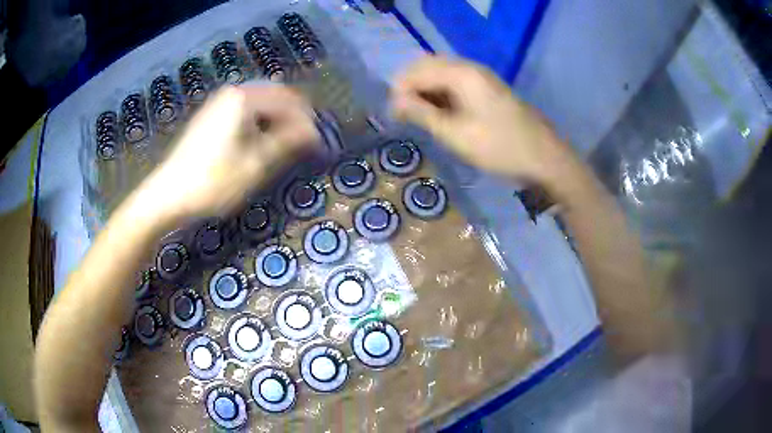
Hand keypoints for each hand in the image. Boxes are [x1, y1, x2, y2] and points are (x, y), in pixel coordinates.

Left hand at [138, 85, 318, 221]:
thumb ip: (288, 143)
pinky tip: (262, 141)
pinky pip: (245, 111)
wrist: (168, 195)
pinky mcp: (211, 116)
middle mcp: (233, 92)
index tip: (320, 144)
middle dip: (295, 117)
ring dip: (278, 120)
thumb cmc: (213, 181)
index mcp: (245, 98)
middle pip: (276, 97)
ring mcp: (219, 103)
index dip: (308, 122)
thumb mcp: (256, 164)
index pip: (289, 102)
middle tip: (307, 142)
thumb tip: (315, 132)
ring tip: (288, 144)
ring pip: (260, 104)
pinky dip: (260, 123)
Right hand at [391, 56, 575, 185]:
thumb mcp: (455, 134)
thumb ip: (422, 114)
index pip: (417, 70)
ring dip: (425, 91)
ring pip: (441, 74)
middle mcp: (470, 67)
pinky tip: (439, 114)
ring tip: (418, 117)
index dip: (399, 91)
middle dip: (410, 88)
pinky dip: (441, 95)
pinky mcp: (487, 89)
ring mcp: (481, 77)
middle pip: (428, 66)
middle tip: (404, 115)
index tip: (393, 117)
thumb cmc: (500, 147)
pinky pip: (455, 83)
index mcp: (462, 73)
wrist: (544, 158)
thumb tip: (395, 101)